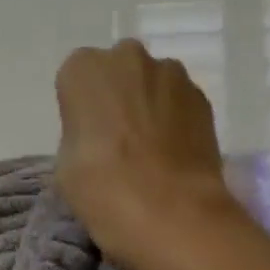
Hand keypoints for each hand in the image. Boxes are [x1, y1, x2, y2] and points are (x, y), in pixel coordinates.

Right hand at [54, 40, 234, 269]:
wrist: (170, 210)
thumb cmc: (101, 185)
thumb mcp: (65, 161)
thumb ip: (80, 134)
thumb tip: (99, 137)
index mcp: (83, 70)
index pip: (75, 79)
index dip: (80, 108)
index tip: (85, 135)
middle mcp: (127, 58)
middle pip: (117, 72)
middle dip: (117, 96)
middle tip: (116, 139)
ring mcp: (171, 74)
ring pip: (151, 84)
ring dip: (148, 105)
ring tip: (148, 149)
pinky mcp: (203, 98)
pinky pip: (179, 102)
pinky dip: (174, 120)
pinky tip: (172, 153)